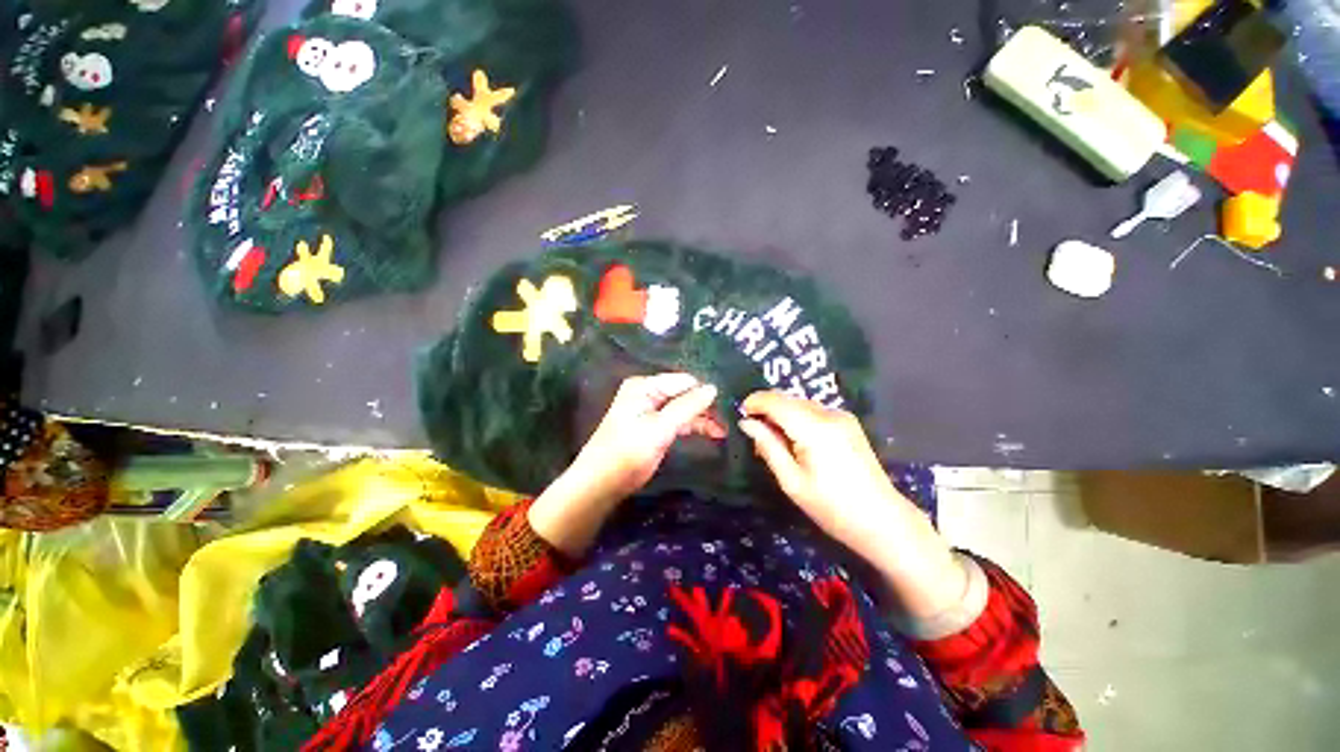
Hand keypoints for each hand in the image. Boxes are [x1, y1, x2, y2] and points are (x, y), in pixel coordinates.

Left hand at [529, 373, 724, 555]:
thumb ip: (687, 406)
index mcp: (645, 386)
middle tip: (728, 421)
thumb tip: (713, 387)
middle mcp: (648, 392)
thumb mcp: (660, 427)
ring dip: (702, 418)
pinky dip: (693, 426)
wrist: (602, 482)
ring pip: (684, 408)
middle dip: (705, 406)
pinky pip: (678, 420)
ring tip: (723, 430)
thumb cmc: (628, 451)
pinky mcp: (654, 426)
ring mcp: (651, 409)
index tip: (727, 405)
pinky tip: (711, 433)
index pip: (683, 381)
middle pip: (684, 393)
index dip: (704, 392)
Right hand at [739, 391, 967, 620]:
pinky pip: (813, 411)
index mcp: (814, 428)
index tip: (739, 414)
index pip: (776, 401)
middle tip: (754, 433)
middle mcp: (829, 414)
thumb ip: (768, 446)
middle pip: (788, 399)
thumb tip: (746, 422)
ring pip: (799, 403)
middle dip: (767, 409)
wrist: (882, 521)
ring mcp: (841, 416)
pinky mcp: (848, 423)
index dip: (755, 402)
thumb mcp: (791, 481)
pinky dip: (797, 418)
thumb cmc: (832, 507)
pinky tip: (795, 440)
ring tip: (773, 440)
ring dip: (781, 414)